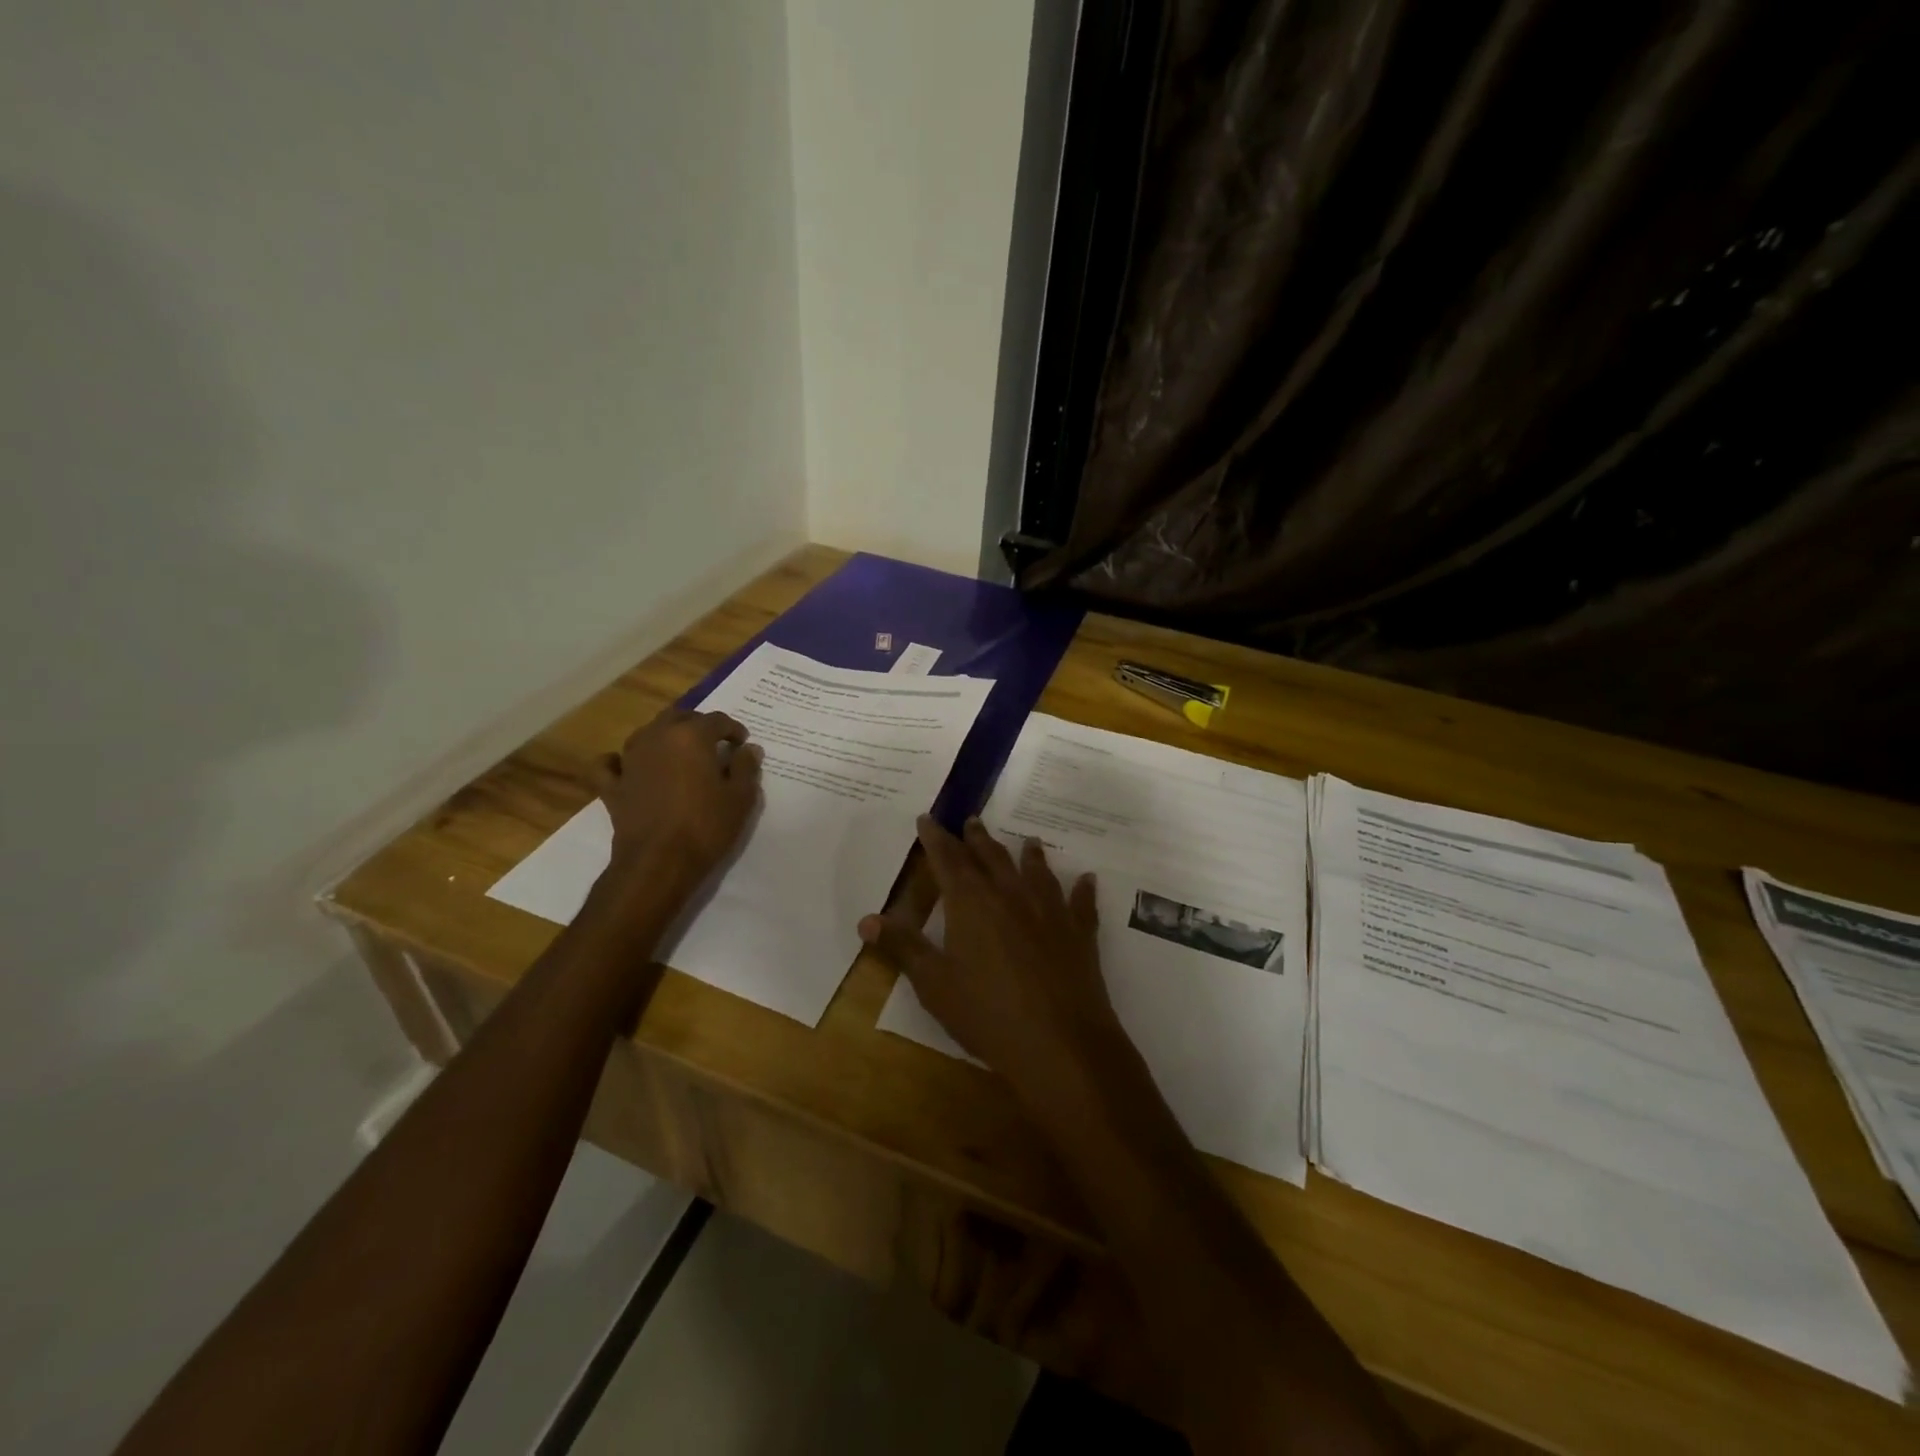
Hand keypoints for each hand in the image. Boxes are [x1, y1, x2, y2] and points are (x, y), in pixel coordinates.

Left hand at [594, 709, 763, 885]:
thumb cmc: (706, 826)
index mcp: (691, 736)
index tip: (742, 743)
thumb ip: (746, 767)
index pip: (716, 720)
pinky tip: (628, 767)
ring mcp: (629, 760)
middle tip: (714, 743)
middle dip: (698, 725)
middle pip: (679, 717)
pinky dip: (619, 762)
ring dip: (665, 736)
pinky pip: (610, 764)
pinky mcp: (612, 785)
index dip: (733, 729)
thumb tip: (748, 749)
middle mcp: (657, 737)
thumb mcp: (740, 797)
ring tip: (680, 753)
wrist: (659, 862)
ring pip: (647, 733)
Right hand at [859, 817, 1131, 1109]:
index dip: (936, 838)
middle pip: (991, 857)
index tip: (927, 818)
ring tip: (1028, 841)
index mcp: (971, 903)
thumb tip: (867, 919)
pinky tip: (1086, 879)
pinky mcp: (1079, 933)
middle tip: (972, 820)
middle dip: (978, 838)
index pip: (948, 859)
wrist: (1059, 1043)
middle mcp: (1011, 895)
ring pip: (1036, 872)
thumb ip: (904, 946)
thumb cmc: (986, 1014)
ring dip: (1029, 855)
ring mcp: (1049, 911)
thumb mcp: (934, 984)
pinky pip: (1081, 903)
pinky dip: (1082, 890)